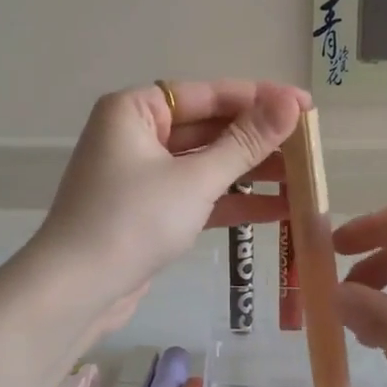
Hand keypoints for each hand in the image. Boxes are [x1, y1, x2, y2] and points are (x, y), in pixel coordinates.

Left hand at [34, 80, 308, 324]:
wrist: (76, 291)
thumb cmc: (132, 220)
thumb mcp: (195, 179)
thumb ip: (246, 142)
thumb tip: (292, 103)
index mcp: (135, 110)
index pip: (208, 94)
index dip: (260, 99)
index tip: (306, 105)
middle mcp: (136, 134)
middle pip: (209, 127)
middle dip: (259, 140)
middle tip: (310, 145)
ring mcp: (142, 174)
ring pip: (206, 163)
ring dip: (252, 172)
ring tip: (305, 178)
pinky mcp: (149, 210)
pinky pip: (198, 193)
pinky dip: (232, 199)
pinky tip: (280, 209)